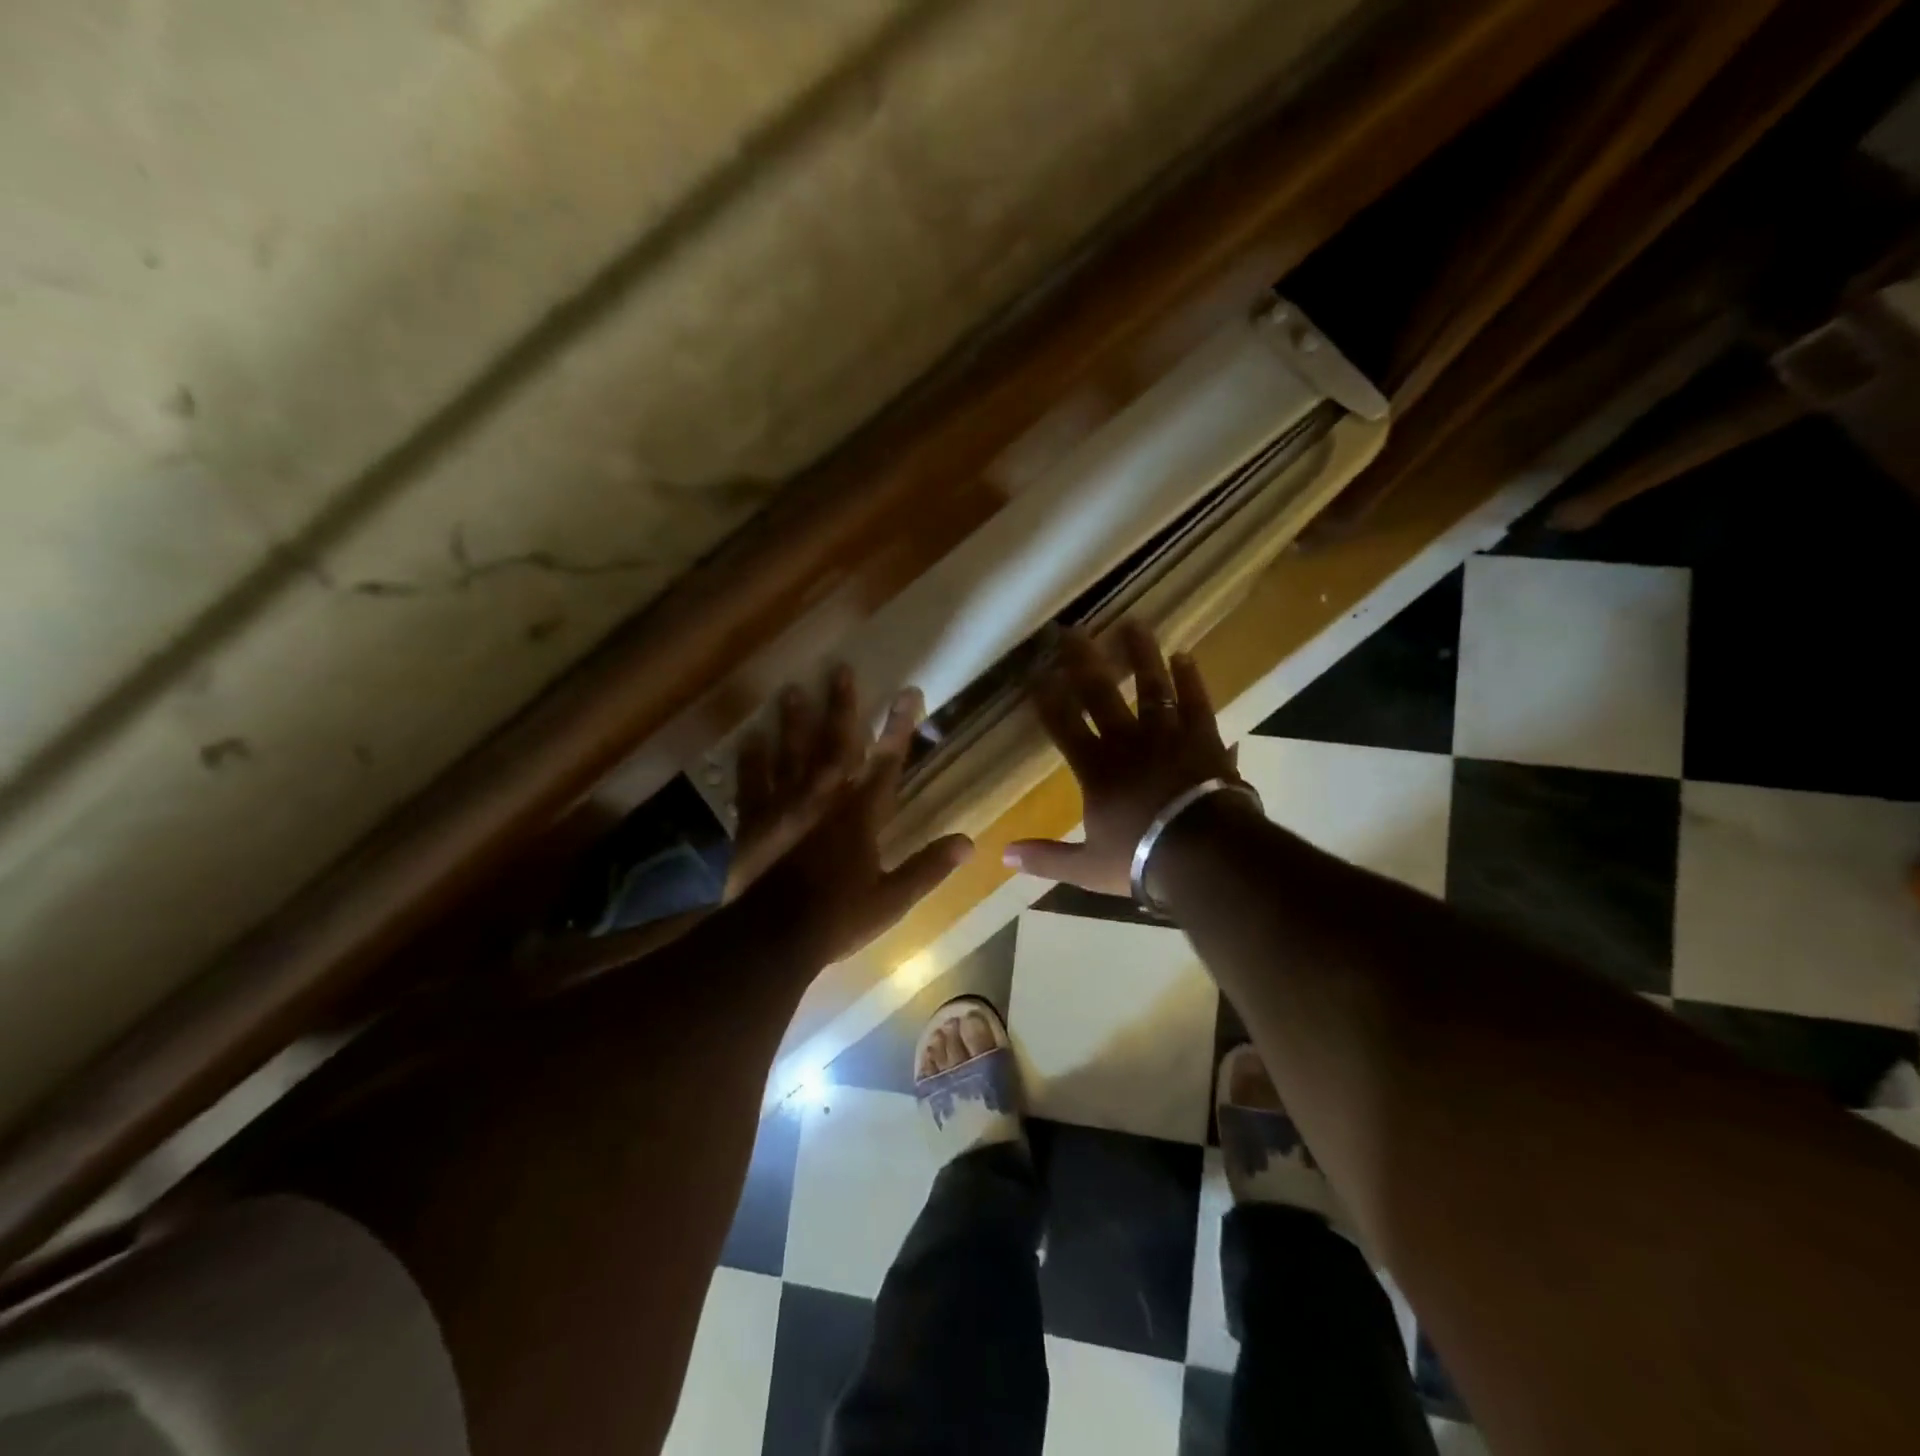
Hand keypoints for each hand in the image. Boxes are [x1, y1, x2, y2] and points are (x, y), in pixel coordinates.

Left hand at [735, 666, 973, 966]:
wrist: (771, 938)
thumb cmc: (837, 918)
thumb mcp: (891, 900)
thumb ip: (928, 868)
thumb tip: (969, 842)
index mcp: (860, 815)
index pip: (887, 762)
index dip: (899, 726)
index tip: (909, 692)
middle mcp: (824, 798)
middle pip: (835, 743)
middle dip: (842, 706)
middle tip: (839, 669)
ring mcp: (784, 806)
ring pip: (791, 752)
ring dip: (794, 720)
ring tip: (792, 689)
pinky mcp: (753, 821)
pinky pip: (752, 781)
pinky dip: (751, 759)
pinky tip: (750, 736)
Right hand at [1004, 622, 1242, 895]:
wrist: (1205, 855)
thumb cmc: (1142, 860)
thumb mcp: (1087, 867)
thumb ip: (1046, 858)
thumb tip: (1003, 855)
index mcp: (1097, 770)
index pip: (1064, 726)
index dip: (1048, 699)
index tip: (1035, 673)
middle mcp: (1127, 743)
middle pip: (1100, 694)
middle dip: (1083, 662)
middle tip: (1071, 631)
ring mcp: (1167, 736)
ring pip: (1150, 687)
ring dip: (1140, 655)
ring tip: (1132, 625)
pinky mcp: (1203, 738)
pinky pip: (1195, 702)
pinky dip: (1190, 680)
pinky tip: (1184, 656)